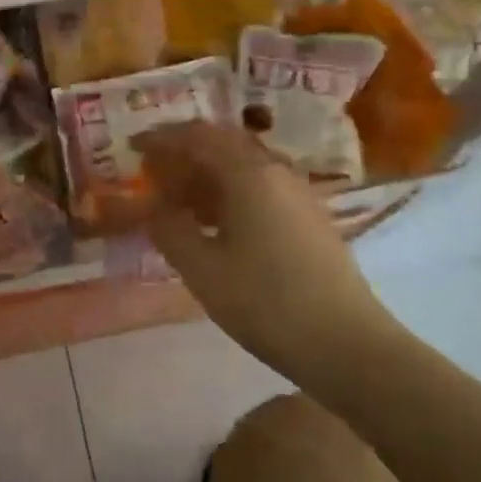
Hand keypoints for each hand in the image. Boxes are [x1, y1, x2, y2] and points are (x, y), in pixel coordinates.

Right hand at [134, 122, 402, 399]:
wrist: (347, 344)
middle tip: (154, 169)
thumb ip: (169, 229)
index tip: (132, 146)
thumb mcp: (202, 269)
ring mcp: (298, 192)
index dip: (161, 137)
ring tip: (179, 196)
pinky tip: (216, 220)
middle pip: (223, 142)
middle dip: (185, 150)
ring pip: (244, 163)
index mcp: (249, 173)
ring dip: (208, 170)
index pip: (197, 137)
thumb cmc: (266, 303)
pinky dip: (230, 189)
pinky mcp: (310, 216)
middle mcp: (276, 170)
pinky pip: (260, 184)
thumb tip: (154, 204)